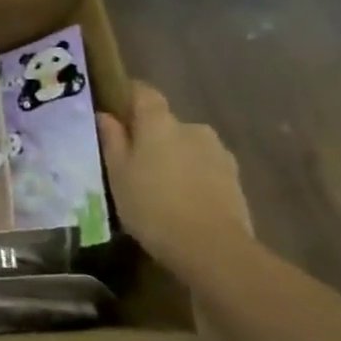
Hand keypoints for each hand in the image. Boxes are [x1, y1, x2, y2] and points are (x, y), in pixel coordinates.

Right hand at [96, 82, 251, 267]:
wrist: (211, 247)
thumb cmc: (151, 205)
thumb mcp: (118, 174)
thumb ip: (112, 141)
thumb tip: (105, 116)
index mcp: (160, 123)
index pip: (144, 92)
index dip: (129, 95)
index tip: (115, 107)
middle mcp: (193, 128)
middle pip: (166, 123)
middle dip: (151, 136)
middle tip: (132, 161)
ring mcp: (219, 153)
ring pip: (187, 146)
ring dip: (173, 157)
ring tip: (158, 185)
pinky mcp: (235, 178)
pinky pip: (204, 167)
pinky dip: (191, 176)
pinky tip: (181, 200)